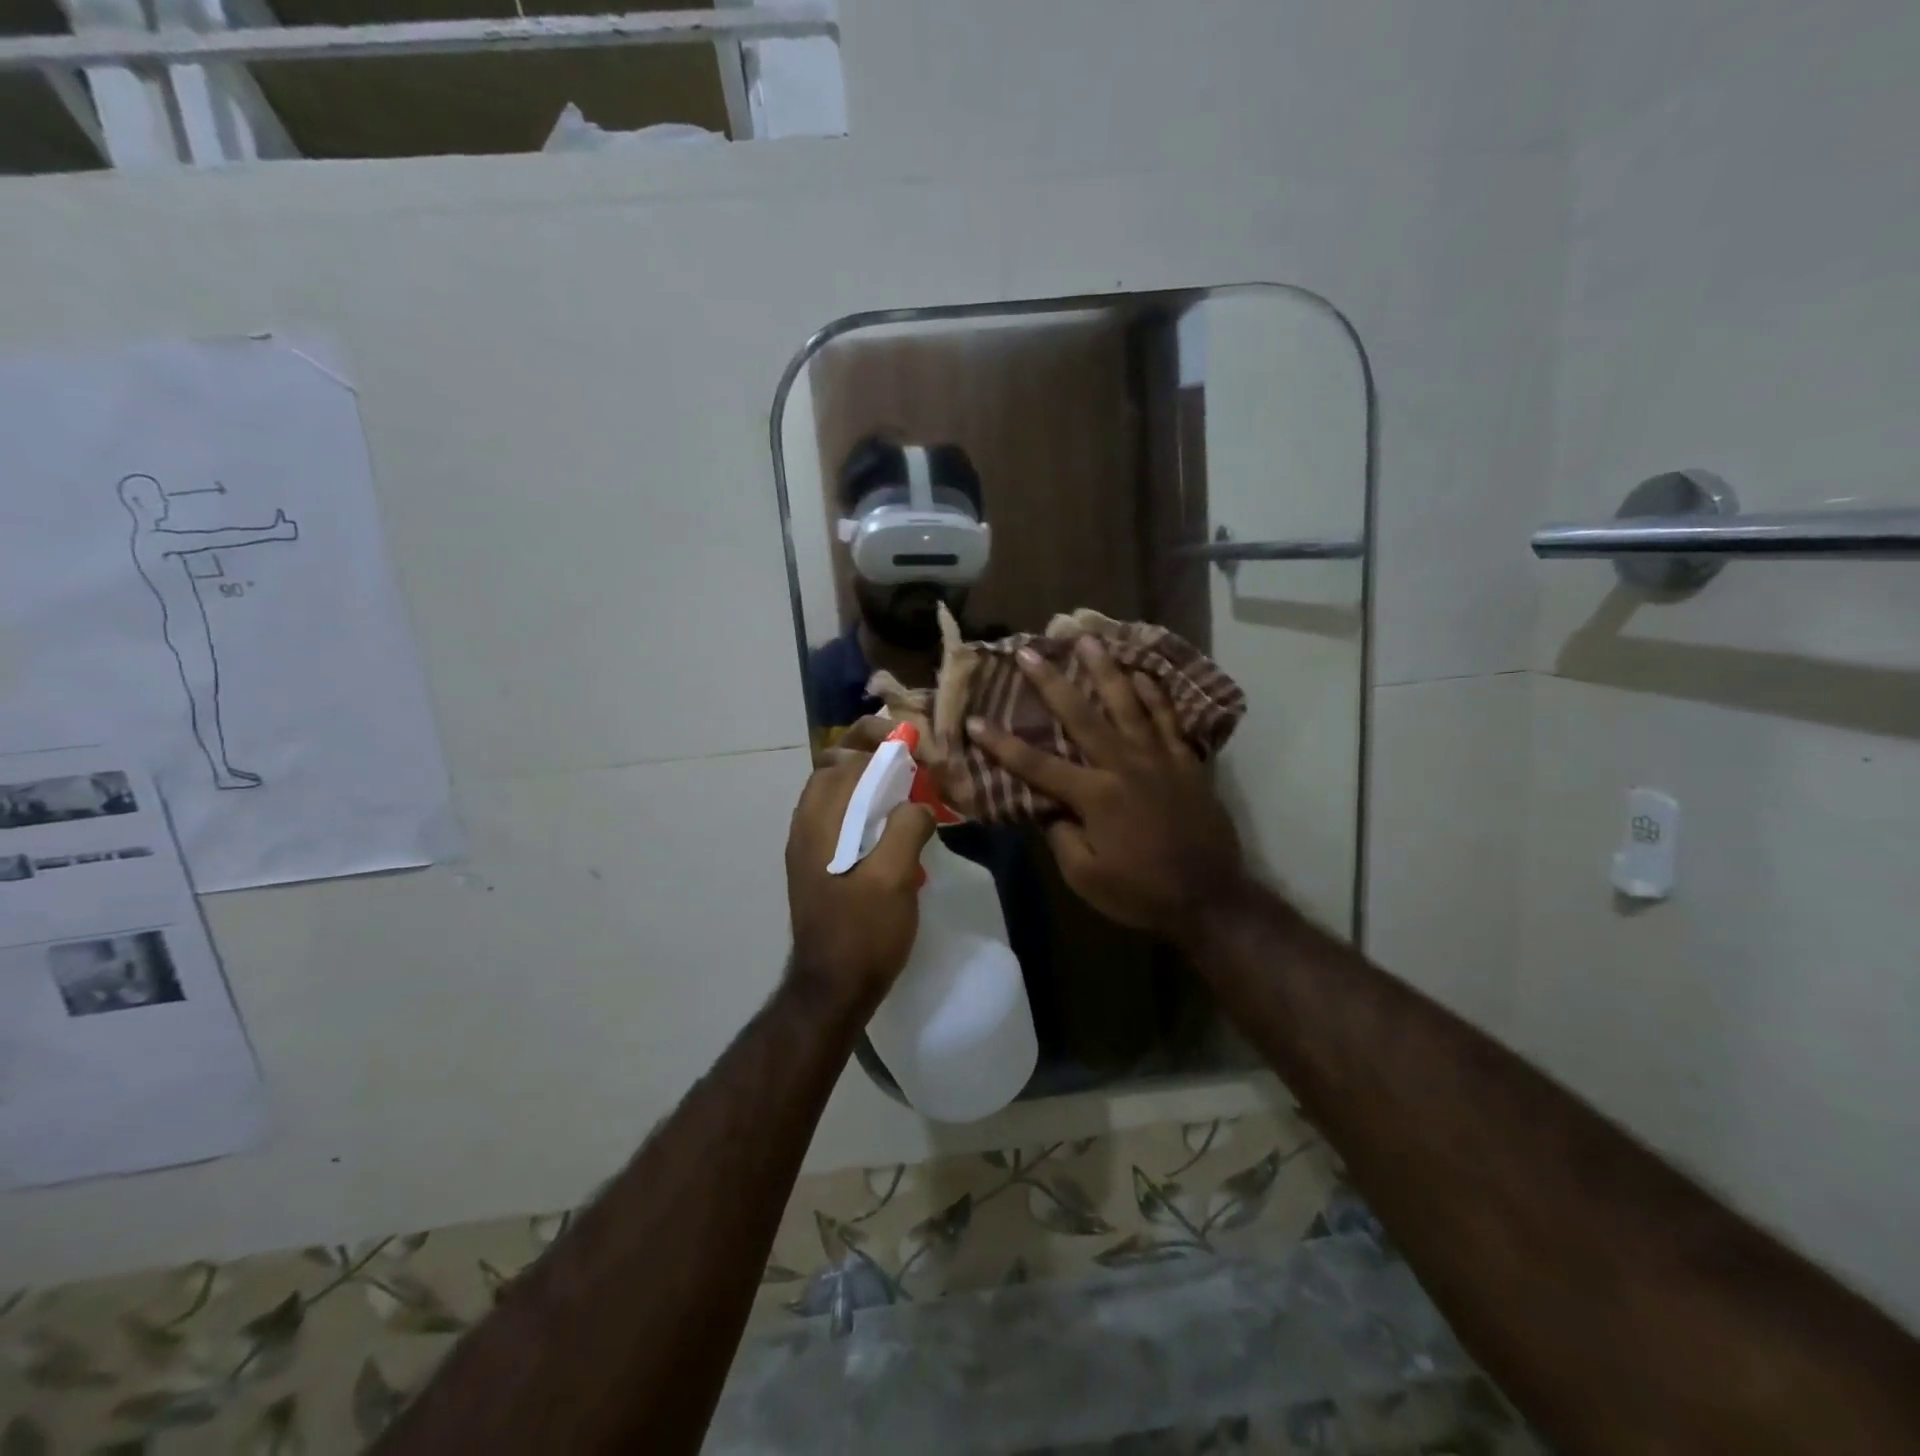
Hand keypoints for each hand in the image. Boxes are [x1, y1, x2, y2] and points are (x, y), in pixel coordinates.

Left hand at [785, 741, 935, 1010]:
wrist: (833, 988)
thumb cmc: (863, 932)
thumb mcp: (894, 878)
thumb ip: (906, 827)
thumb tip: (918, 802)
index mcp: (820, 819)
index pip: (846, 756)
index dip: (882, 741)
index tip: (917, 744)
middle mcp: (807, 822)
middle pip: (837, 765)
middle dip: (874, 752)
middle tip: (914, 760)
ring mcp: (809, 842)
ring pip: (838, 790)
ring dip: (872, 779)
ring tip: (910, 789)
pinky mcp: (818, 862)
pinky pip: (841, 815)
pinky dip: (867, 805)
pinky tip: (895, 826)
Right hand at [965, 636, 1246, 942]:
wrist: (1209, 898)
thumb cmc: (1140, 892)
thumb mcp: (1085, 877)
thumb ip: (1061, 835)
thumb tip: (1047, 805)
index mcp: (1094, 796)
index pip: (1037, 764)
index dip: (1001, 743)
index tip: (975, 720)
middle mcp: (1124, 766)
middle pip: (1082, 716)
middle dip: (1051, 682)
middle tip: (1030, 651)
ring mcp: (1159, 758)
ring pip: (1128, 703)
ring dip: (1106, 670)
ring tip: (1089, 639)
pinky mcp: (1186, 761)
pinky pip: (1169, 718)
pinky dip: (1155, 694)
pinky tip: (1142, 673)